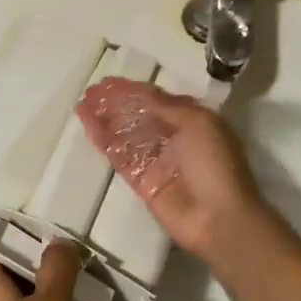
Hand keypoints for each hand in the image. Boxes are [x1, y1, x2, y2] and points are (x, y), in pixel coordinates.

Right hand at [76, 78, 269, 261]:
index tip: (108, 82)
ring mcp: (155, 160)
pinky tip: (88, 126)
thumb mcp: (197, 123)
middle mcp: (172, 137)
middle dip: (116, 103)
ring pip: (125, 134)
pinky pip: (118, 156)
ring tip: (83, 104)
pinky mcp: (141, 181)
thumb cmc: (214, 163)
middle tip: (91, 92)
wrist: (218, 217)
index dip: (133, 90)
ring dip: (105, 119)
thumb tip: (139, 94)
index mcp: (192, 121)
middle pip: (138, 115)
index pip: (157, 99)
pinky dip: (103, 140)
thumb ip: (166, 107)